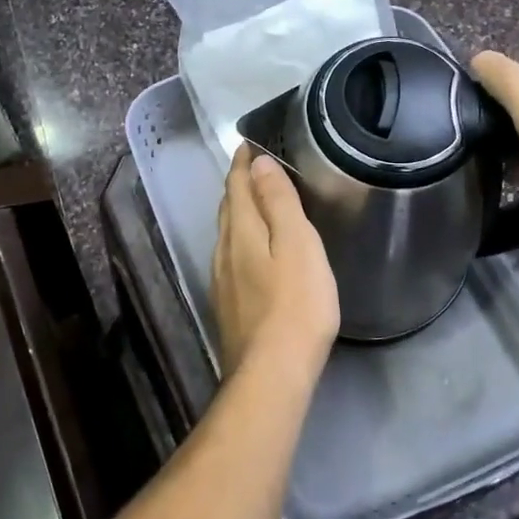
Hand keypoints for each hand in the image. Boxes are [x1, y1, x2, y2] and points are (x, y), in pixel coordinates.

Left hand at [211, 147, 339, 381]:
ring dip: (237, 212)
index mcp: (241, 231)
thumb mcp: (296, 244)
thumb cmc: (295, 304)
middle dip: (238, 185)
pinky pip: (230, 257)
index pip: (236, 186)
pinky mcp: (228, 305)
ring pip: (226, 234)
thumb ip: (278, 202)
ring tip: (253, 203)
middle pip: (228, 208)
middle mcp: (224, 251)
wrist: (272, 373)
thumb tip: (257, 163)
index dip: (242, 163)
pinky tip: (250, 253)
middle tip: (252, 168)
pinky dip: (239, 240)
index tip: (248, 144)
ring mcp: (222, 281)